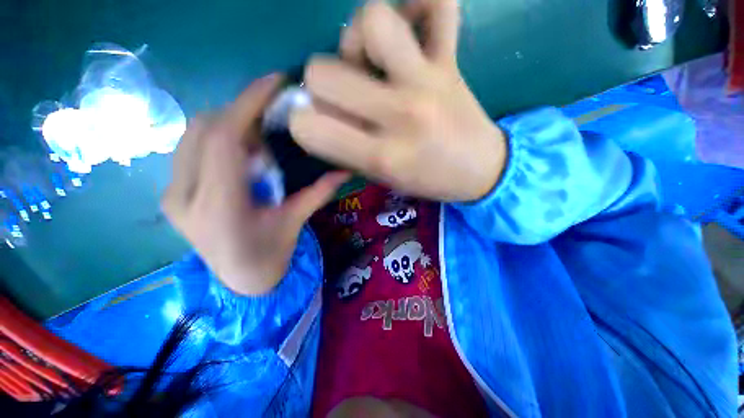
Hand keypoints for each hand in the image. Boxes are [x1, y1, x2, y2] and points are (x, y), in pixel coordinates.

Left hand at [162, 75, 348, 294]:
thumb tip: (345, 169)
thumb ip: (318, 193)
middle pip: (204, 130)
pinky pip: (191, 148)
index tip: (272, 82)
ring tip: (257, 143)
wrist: (238, 283)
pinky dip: (217, 139)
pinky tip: (240, 155)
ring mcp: (171, 194)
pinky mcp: (171, 193)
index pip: (223, 139)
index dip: (247, 104)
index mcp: (218, 208)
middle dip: (241, 115)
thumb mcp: (295, 223)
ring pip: (193, 135)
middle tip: (271, 125)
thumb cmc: (269, 258)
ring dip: (228, 126)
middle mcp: (183, 196)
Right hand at [290, 0, 506, 201]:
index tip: (315, 126)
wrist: (481, 170)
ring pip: (370, 21)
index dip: (301, 124)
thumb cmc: (428, 181)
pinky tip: (412, 31)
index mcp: (382, 156)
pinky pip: (438, 4)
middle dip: (320, 87)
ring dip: (356, 40)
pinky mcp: (452, 60)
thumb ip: (347, 152)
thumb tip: (316, 119)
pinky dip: (419, 5)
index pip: (308, 127)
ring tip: (371, 65)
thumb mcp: (383, 179)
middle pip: (321, 72)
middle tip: (344, 100)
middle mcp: (400, 114)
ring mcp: (428, 80)